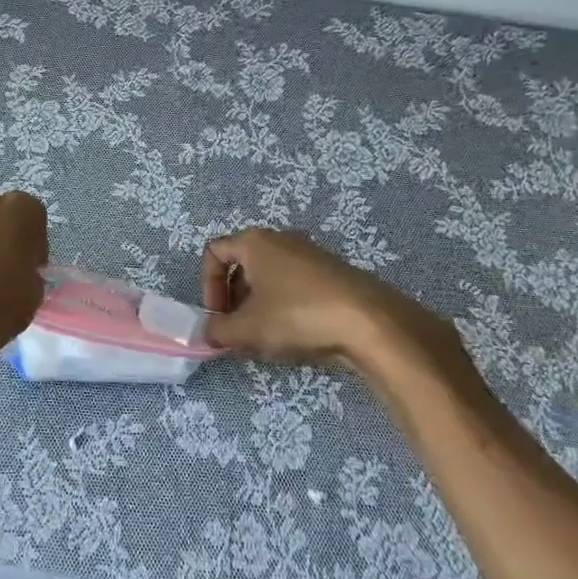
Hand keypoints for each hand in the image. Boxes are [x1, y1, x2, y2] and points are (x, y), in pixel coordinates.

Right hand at [201, 227, 476, 393]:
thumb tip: (207, 333)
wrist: (370, 323)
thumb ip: (218, 331)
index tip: (217, 316)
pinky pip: (295, 286)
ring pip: (270, 278)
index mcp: (254, 241)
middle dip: (233, 299)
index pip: (214, 253)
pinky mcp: (333, 275)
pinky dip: (285, 307)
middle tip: (236, 330)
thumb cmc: (297, 315)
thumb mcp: (247, 329)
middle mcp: (281, 239)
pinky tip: (295, 336)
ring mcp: (310, 255)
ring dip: (258, 306)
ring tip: (265, 338)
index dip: (207, 286)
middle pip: (242, 265)